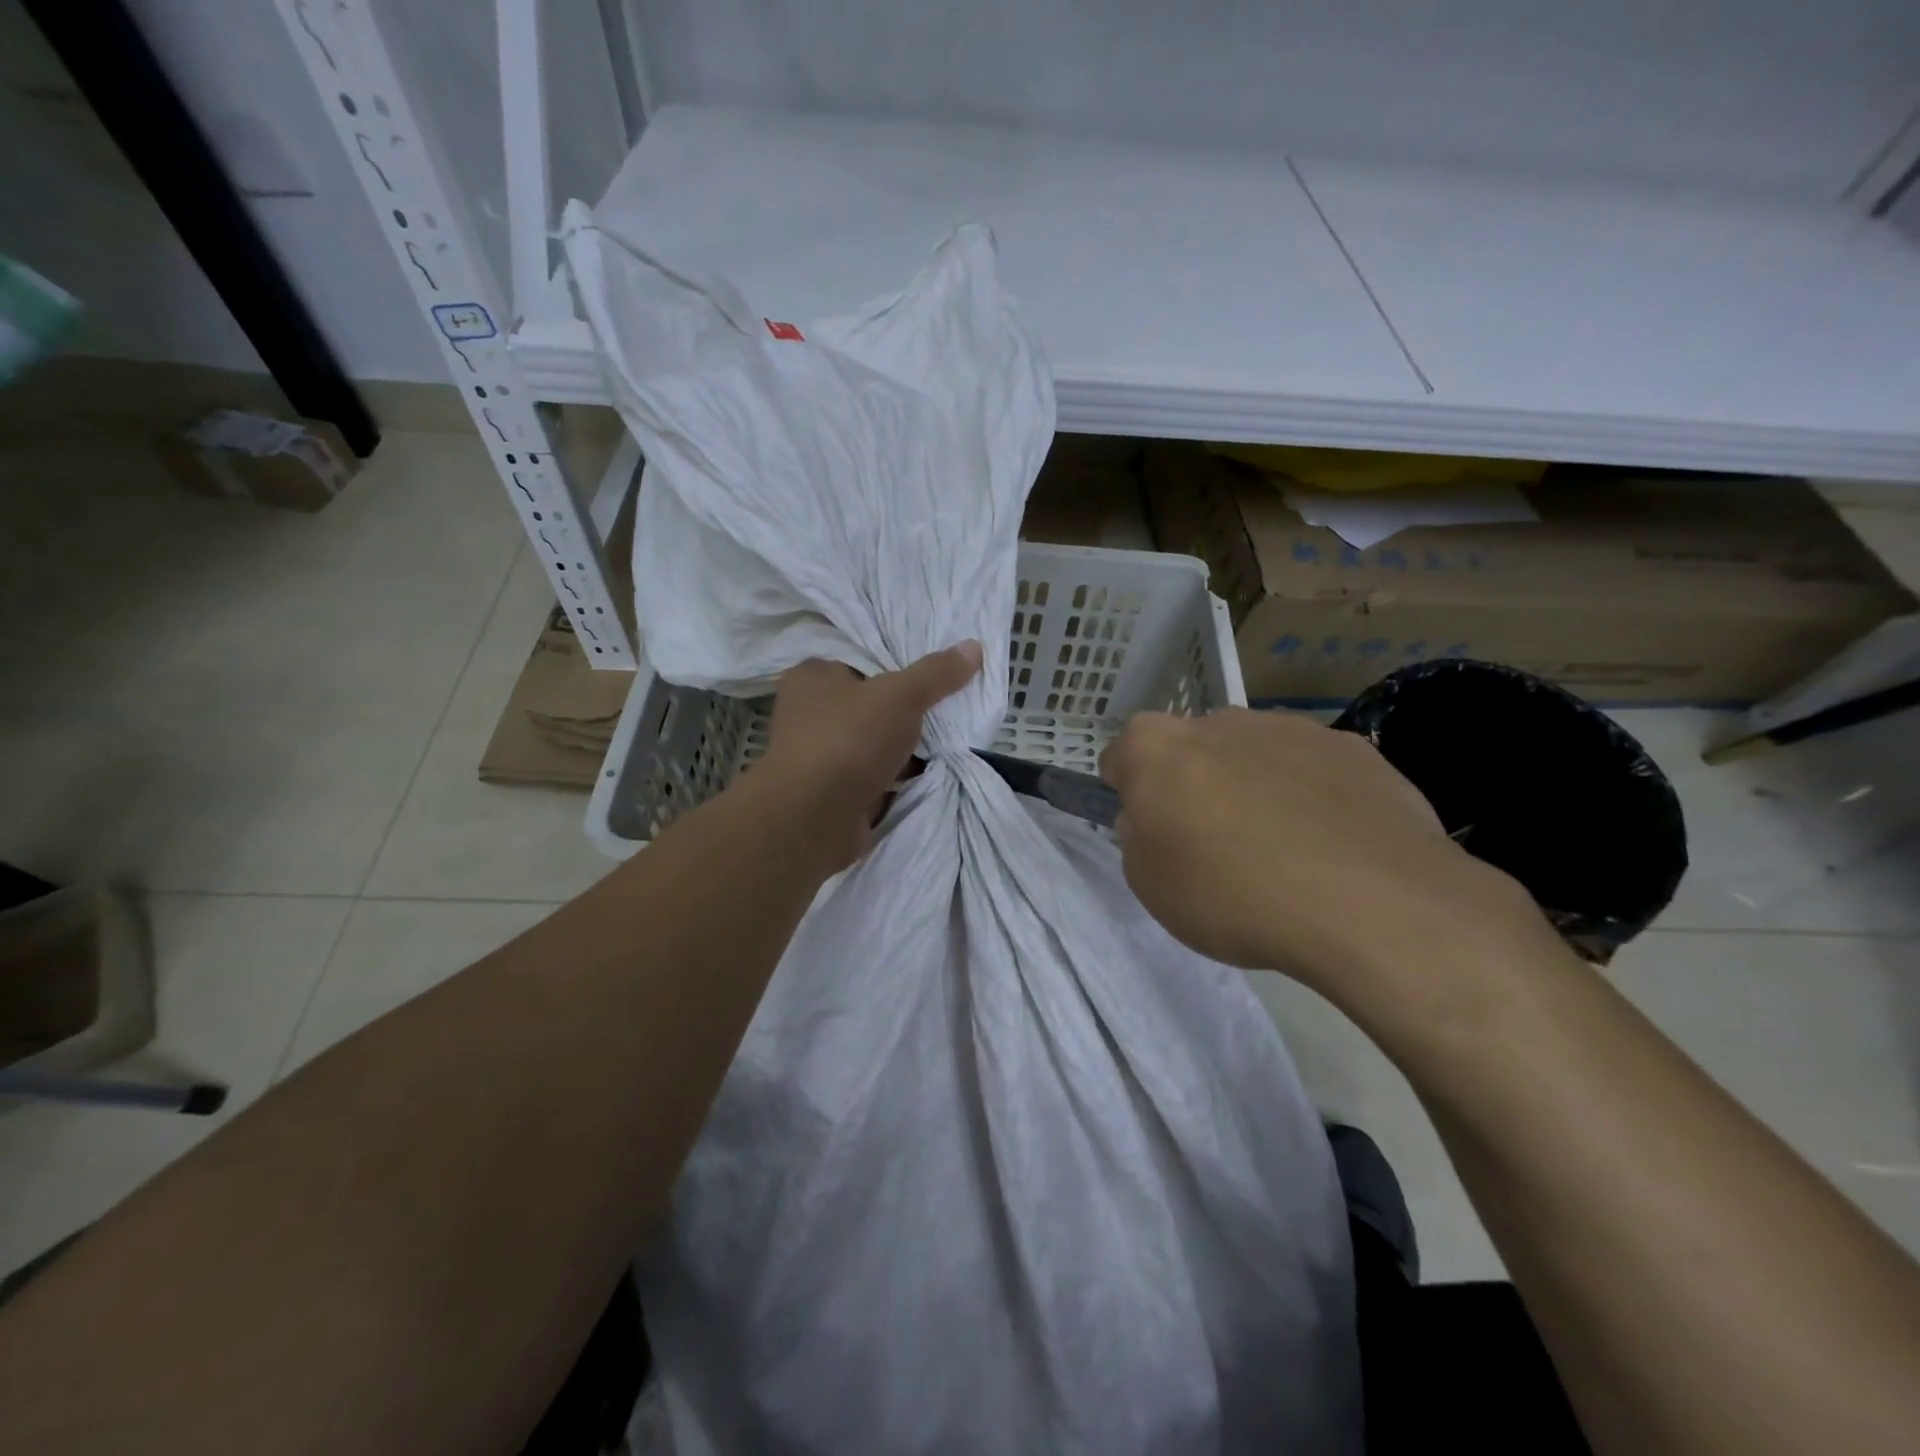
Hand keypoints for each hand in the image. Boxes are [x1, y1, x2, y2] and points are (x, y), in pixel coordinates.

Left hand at [760, 643, 982, 870]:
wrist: (814, 819)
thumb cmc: (850, 740)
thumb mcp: (901, 695)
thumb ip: (936, 673)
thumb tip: (973, 647)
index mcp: (813, 676)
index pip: (861, 660)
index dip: (898, 665)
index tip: (936, 675)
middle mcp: (809, 712)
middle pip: (871, 703)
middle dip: (907, 711)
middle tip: (948, 709)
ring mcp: (820, 754)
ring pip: (875, 741)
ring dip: (905, 747)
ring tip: (948, 741)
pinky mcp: (832, 790)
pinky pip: (874, 774)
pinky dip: (897, 776)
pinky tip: (928, 774)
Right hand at [1099, 708, 1559, 1005]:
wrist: (1369, 903)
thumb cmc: (1234, 895)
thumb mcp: (1152, 887)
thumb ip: (1140, 840)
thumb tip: (1159, 821)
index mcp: (1157, 748)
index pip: (1122, 756)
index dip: (1131, 793)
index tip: (1152, 831)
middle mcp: (1219, 721)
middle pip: (1192, 749)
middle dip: (1194, 785)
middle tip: (1215, 845)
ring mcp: (1290, 728)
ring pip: (1254, 753)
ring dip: (1253, 786)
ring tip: (1283, 851)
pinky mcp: (1352, 747)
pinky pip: (1312, 768)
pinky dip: (1311, 795)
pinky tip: (1332, 845)